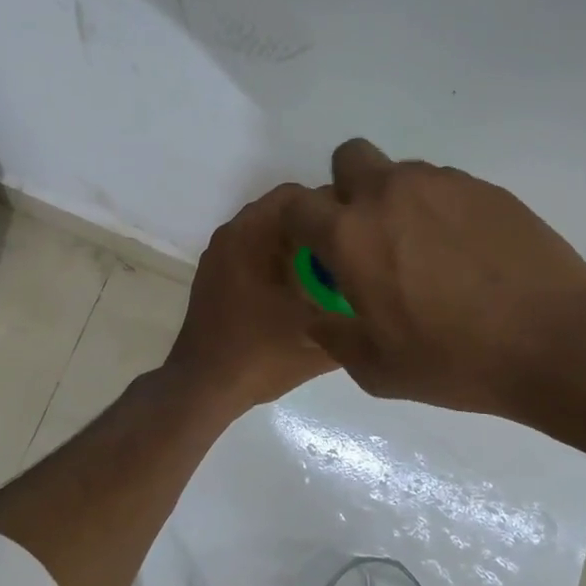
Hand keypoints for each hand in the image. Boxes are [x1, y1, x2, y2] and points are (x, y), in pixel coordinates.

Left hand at [165, 183, 340, 414]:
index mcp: (250, 236)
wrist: (203, 388)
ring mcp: (219, 258)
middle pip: (284, 214)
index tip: (362, 231)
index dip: (334, 208)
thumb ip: (354, 312)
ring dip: (300, 247)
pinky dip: (279, 262)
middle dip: (320, 229)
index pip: (298, 196)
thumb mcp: (319, 335)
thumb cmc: (259, 354)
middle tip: (355, 252)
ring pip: (269, 236)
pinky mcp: (216, 279)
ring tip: (335, 272)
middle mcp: (230, 236)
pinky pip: (254, 254)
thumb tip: (382, 300)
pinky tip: (304, 291)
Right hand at [285, 139, 585, 417]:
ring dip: (397, 201)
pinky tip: (467, 255)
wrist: (555, 340)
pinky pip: (445, 187)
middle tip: (369, 236)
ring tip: (426, 253)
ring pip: (401, 172)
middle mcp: (390, 194)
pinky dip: (441, 211)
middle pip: (349, 157)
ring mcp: (443, 184)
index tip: (313, 251)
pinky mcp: (487, 188)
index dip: (299, 224)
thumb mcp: (376, 369)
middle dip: (347, 188)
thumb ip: (334, 336)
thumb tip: (320, 317)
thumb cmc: (454, 360)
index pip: (298, 204)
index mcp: (351, 235)